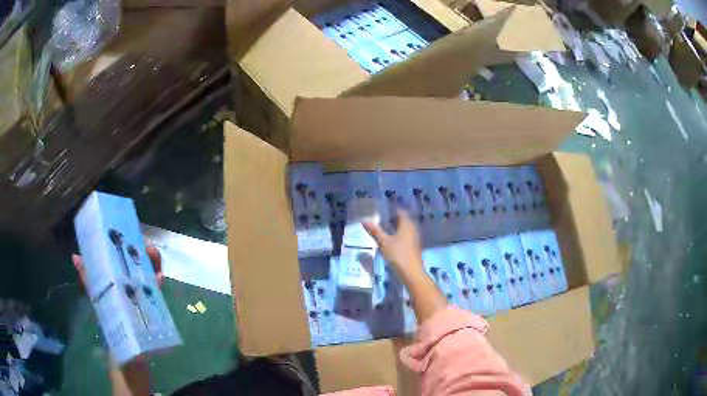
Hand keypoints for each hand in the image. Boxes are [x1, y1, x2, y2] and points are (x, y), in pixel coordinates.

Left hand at [72, 242, 160, 395]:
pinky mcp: (148, 309)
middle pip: (132, 264)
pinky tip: (159, 277)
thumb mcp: (98, 302)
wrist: (130, 361)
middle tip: (148, 246)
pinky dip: (155, 282)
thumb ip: (89, 281)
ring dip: (150, 264)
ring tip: (155, 258)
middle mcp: (123, 287)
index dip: (122, 243)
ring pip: (144, 276)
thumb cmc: (112, 330)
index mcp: (110, 283)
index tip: (129, 232)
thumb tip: (76, 257)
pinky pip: (153, 292)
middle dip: (140, 252)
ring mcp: (136, 298)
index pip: (115, 257)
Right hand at [363, 208, 423, 278]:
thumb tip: (364, 220)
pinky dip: (398, 233)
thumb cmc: (398, 255)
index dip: (391, 208)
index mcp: (407, 224)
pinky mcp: (413, 246)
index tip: (382, 208)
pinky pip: (406, 235)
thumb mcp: (384, 243)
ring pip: (405, 227)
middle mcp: (412, 228)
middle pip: (403, 219)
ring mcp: (414, 238)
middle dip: (393, 217)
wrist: (412, 273)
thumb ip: (375, 231)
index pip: (400, 211)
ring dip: (395, 225)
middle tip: (380, 216)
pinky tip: (391, 238)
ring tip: (384, 226)